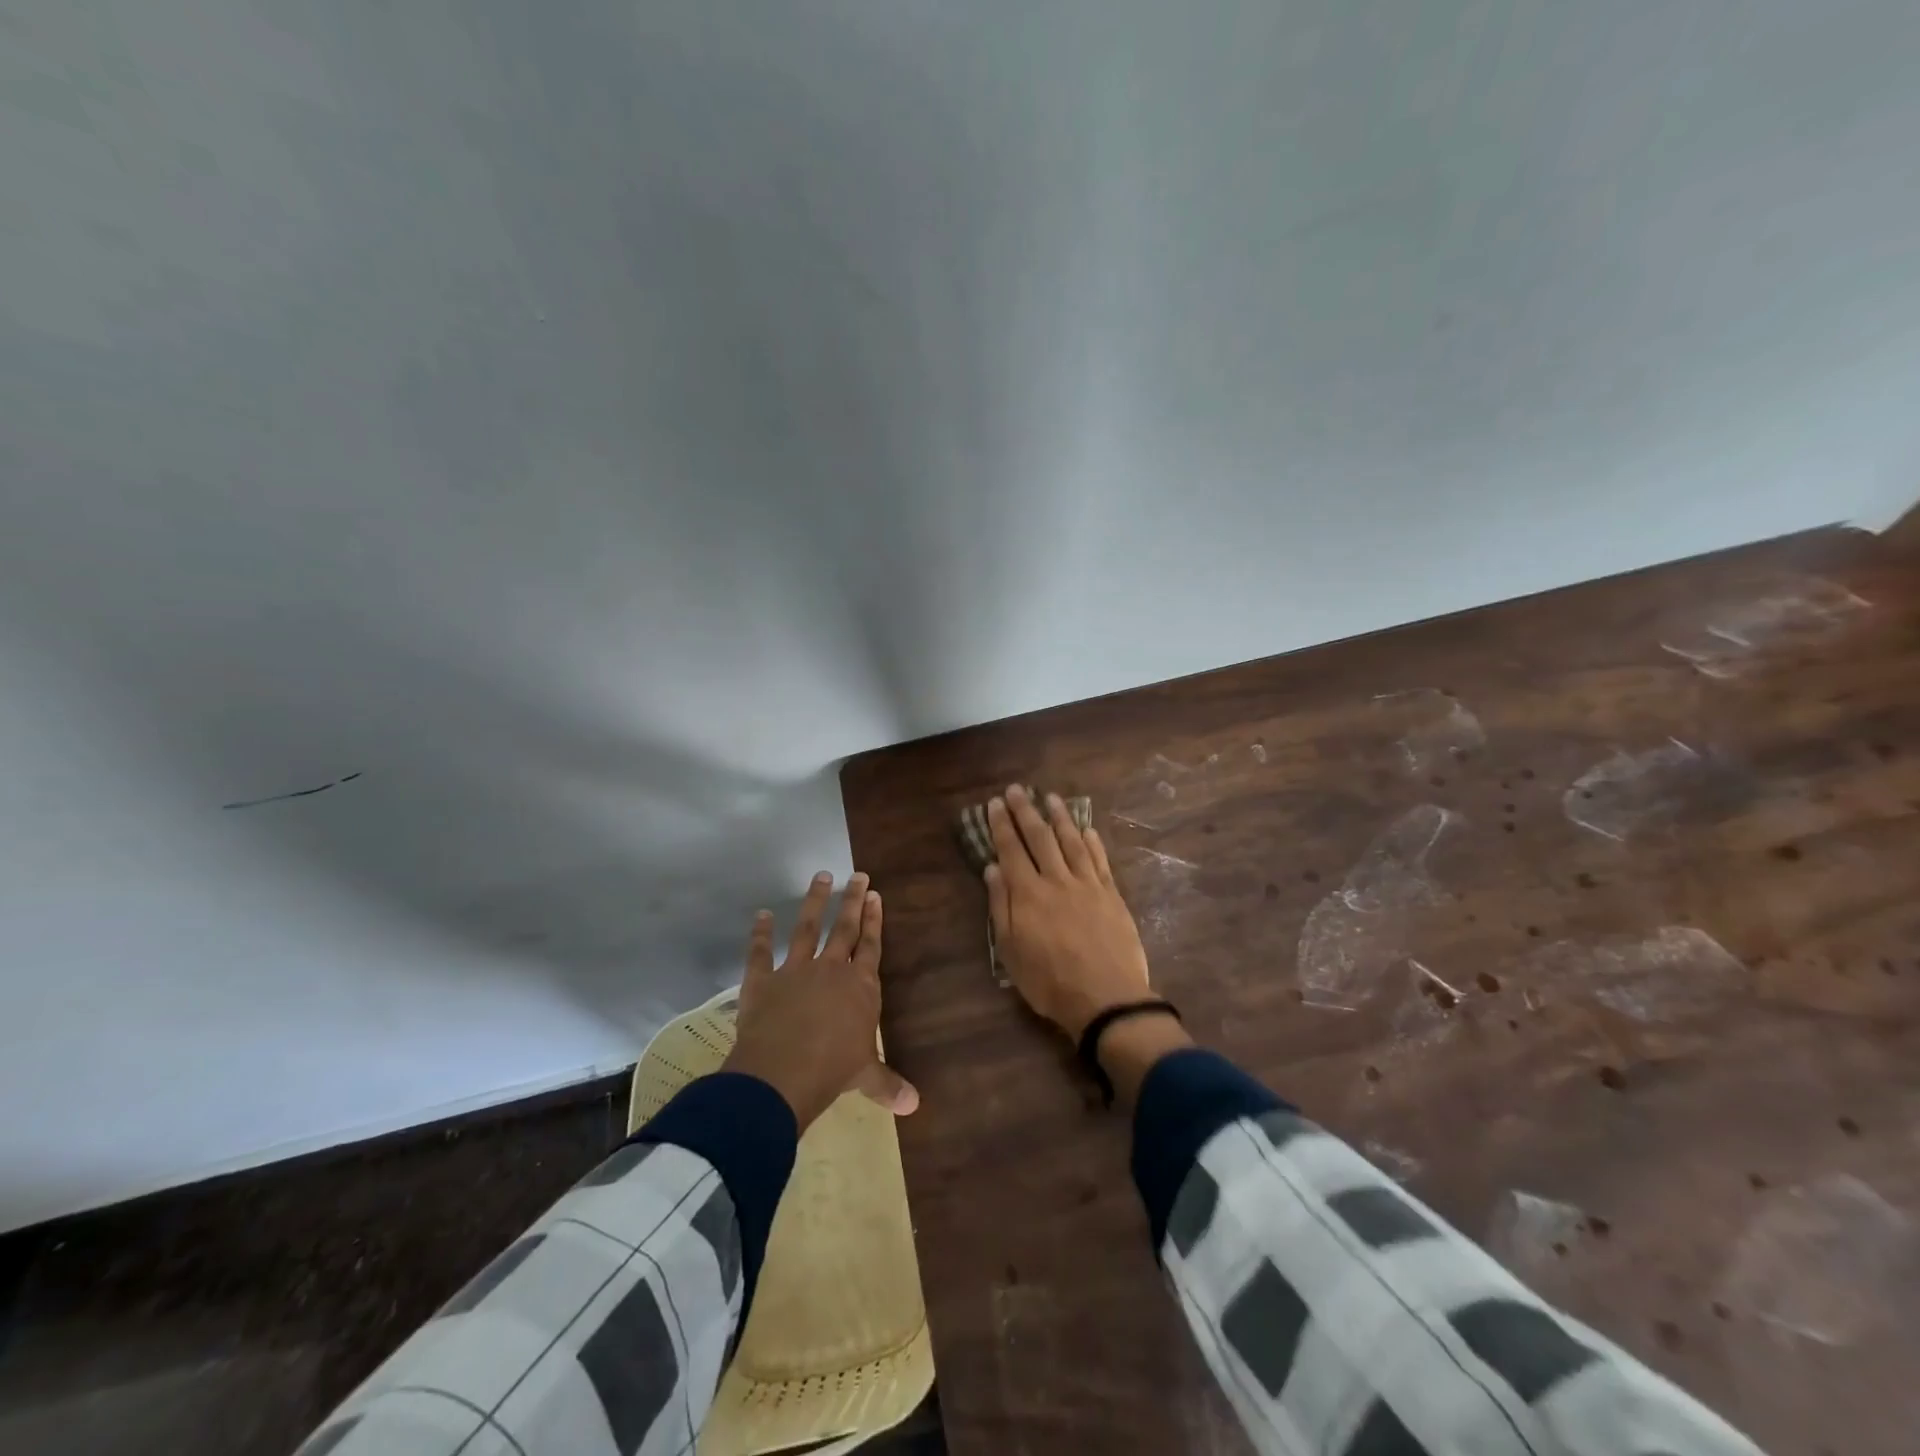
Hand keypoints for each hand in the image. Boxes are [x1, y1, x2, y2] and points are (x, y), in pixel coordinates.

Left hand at [722, 871, 918, 1131]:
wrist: (782, 1075)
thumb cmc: (833, 1072)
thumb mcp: (865, 1077)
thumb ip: (887, 1084)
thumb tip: (915, 1104)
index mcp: (860, 988)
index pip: (870, 946)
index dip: (873, 921)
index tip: (876, 895)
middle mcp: (830, 971)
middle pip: (844, 929)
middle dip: (852, 901)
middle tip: (857, 875)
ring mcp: (795, 972)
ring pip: (806, 929)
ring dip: (813, 902)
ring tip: (821, 876)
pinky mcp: (763, 982)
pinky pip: (760, 953)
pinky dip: (759, 934)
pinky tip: (760, 915)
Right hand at [985, 786, 1156, 1040]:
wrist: (1106, 998)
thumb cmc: (1049, 982)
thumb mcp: (1011, 951)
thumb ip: (1001, 906)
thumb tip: (993, 868)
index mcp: (1028, 894)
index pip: (1011, 850)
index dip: (1002, 825)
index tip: (995, 803)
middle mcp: (1057, 880)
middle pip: (1040, 838)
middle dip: (1026, 811)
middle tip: (1017, 789)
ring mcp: (1087, 885)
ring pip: (1072, 842)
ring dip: (1060, 818)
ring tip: (1051, 798)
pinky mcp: (1111, 895)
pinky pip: (1100, 861)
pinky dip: (1093, 842)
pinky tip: (1088, 829)